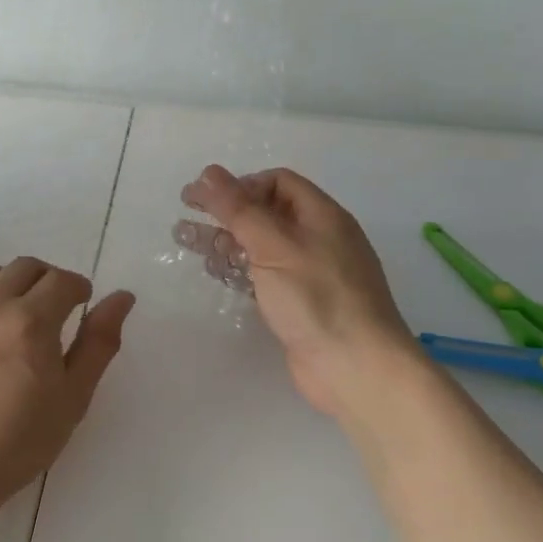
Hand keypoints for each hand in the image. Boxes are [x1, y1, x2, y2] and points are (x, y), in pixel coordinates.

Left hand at [0, 257, 135, 521]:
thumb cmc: (14, 445)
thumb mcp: (72, 400)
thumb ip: (99, 343)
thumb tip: (122, 296)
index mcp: (32, 322)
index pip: (63, 281)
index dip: (77, 290)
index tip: (78, 306)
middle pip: (28, 268)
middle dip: (47, 282)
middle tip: (49, 312)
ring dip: (9, 282)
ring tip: (10, 313)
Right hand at [178, 165, 420, 423]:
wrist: (357, 369)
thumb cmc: (316, 298)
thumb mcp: (274, 246)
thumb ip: (239, 208)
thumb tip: (209, 172)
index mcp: (322, 216)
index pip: (278, 182)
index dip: (242, 184)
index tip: (208, 199)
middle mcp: (318, 238)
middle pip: (266, 212)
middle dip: (226, 211)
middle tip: (186, 213)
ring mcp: (310, 273)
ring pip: (261, 245)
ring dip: (225, 239)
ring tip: (185, 239)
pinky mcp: (299, 303)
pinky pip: (264, 275)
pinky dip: (239, 269)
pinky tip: (214, 271)